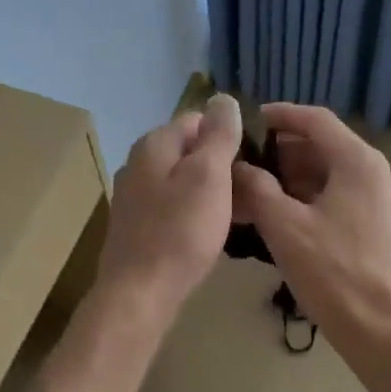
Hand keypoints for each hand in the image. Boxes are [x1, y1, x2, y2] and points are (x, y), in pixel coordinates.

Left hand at [96, 94, 243, 320]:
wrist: (140, 293)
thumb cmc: (180, 232)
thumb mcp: (208, 176)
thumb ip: (218, 135)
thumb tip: (222, 98)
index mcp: (154, 144)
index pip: (197, 119)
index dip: (229, 134)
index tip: (256, 159)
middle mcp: (138, 164)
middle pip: (189, 152)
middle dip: (221, 165)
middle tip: (253, 190)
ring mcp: (134, 197)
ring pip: (182, 182)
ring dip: (211, 192)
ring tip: (240, 213)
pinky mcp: (137, 227)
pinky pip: (173, 208)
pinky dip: (194, 213)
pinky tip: (211, 233)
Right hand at [230, 102, 390, 346]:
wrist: (376, 325)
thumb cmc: (331, 270)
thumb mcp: (283, 225)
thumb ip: (256, 188)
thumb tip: (238, 167)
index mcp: (357, 162)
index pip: (315, 120)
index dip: (280, 115)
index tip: (249, 120)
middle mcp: (372, 172)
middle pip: (321, 146)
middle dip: (279, 153)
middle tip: (242, 163)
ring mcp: (375, 200)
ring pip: (325, 174)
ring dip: (288, 178)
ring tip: (250, 191)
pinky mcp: (372, 224)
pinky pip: (333, 196)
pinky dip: (303, 198)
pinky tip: (274, 215)